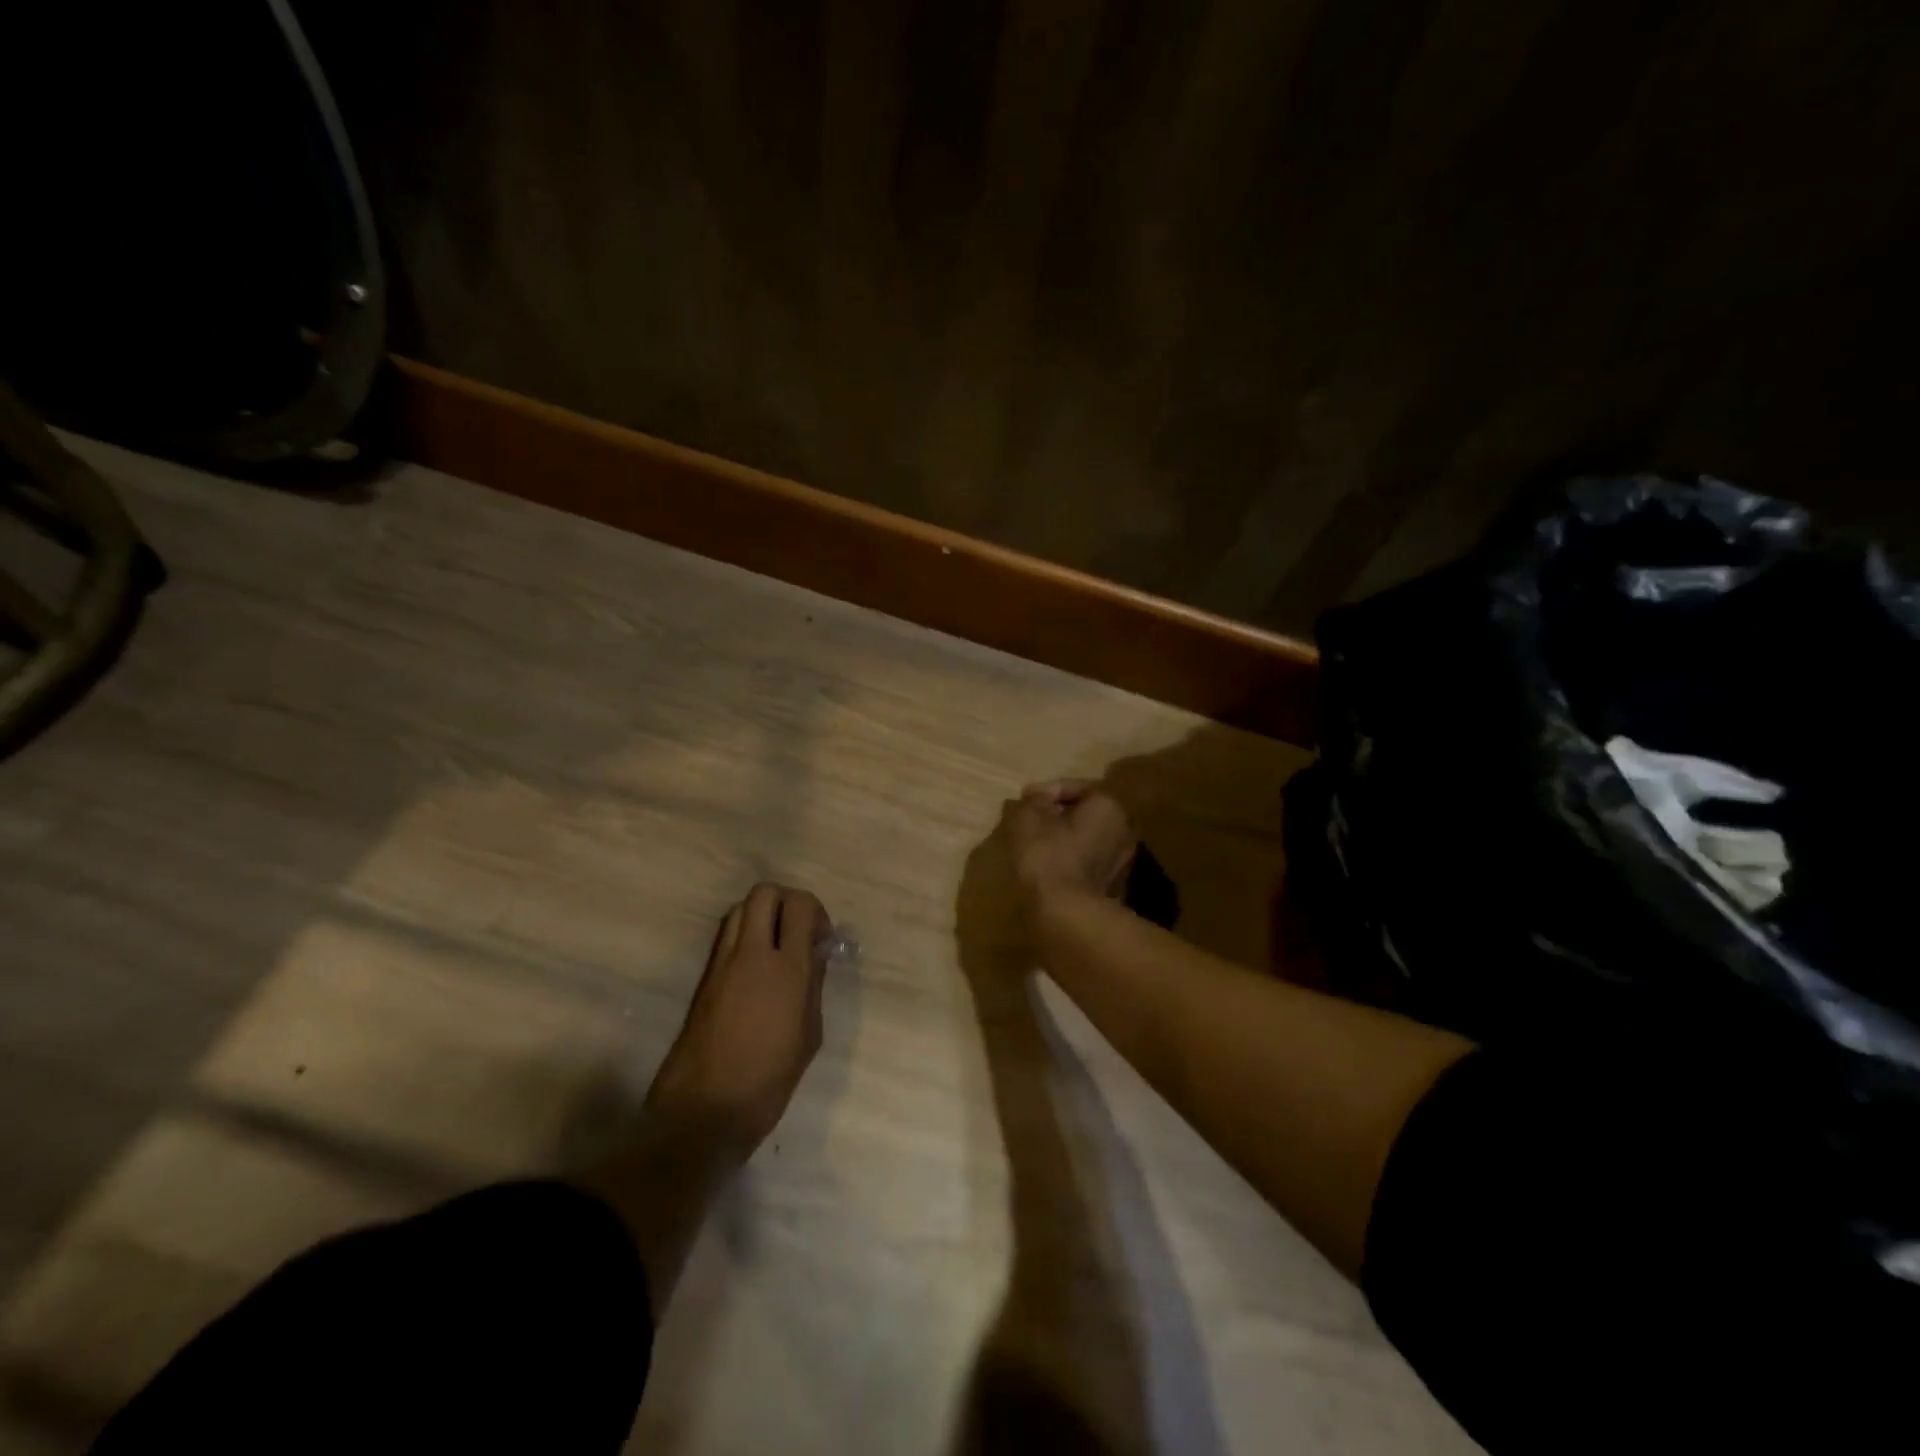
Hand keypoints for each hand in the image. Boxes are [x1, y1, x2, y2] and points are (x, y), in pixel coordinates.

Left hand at [644, 883, 829, 1160]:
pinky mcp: (705, 977)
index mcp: (786, 968)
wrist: (705, 1110)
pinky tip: (756, 966)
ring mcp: (723, 963)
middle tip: (797, 932)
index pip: (800, 905)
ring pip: (741, 908)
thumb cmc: (769, 1079)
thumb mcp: (810, 1034)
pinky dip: (745, 934)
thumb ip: (813, 985)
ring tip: (775, 947)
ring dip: (762, 915)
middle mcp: (752, 954)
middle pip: (765, 892)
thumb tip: (814, 954)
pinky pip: (727, 934)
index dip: (815, 911)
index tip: (820, 939)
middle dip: (786, 902)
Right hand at [1007, 780, 1137, 912]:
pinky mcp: (1115, 888)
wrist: (1068, 914)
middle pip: (1086, 813)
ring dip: (1065, 838)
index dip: (1047, 790)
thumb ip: (1034, 801)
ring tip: (1038, 844)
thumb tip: (1038, 798)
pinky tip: (1050, 867)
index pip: (1077, 787)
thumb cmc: (1048, 856)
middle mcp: (1124, 829)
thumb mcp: (1030, 819)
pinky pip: (1089, 863)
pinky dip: (1071, 860)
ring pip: (1089, 839)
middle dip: (1059, 814)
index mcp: (1109, 806)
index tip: (1024, 798)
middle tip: (1031, 819)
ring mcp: (1124, 862)